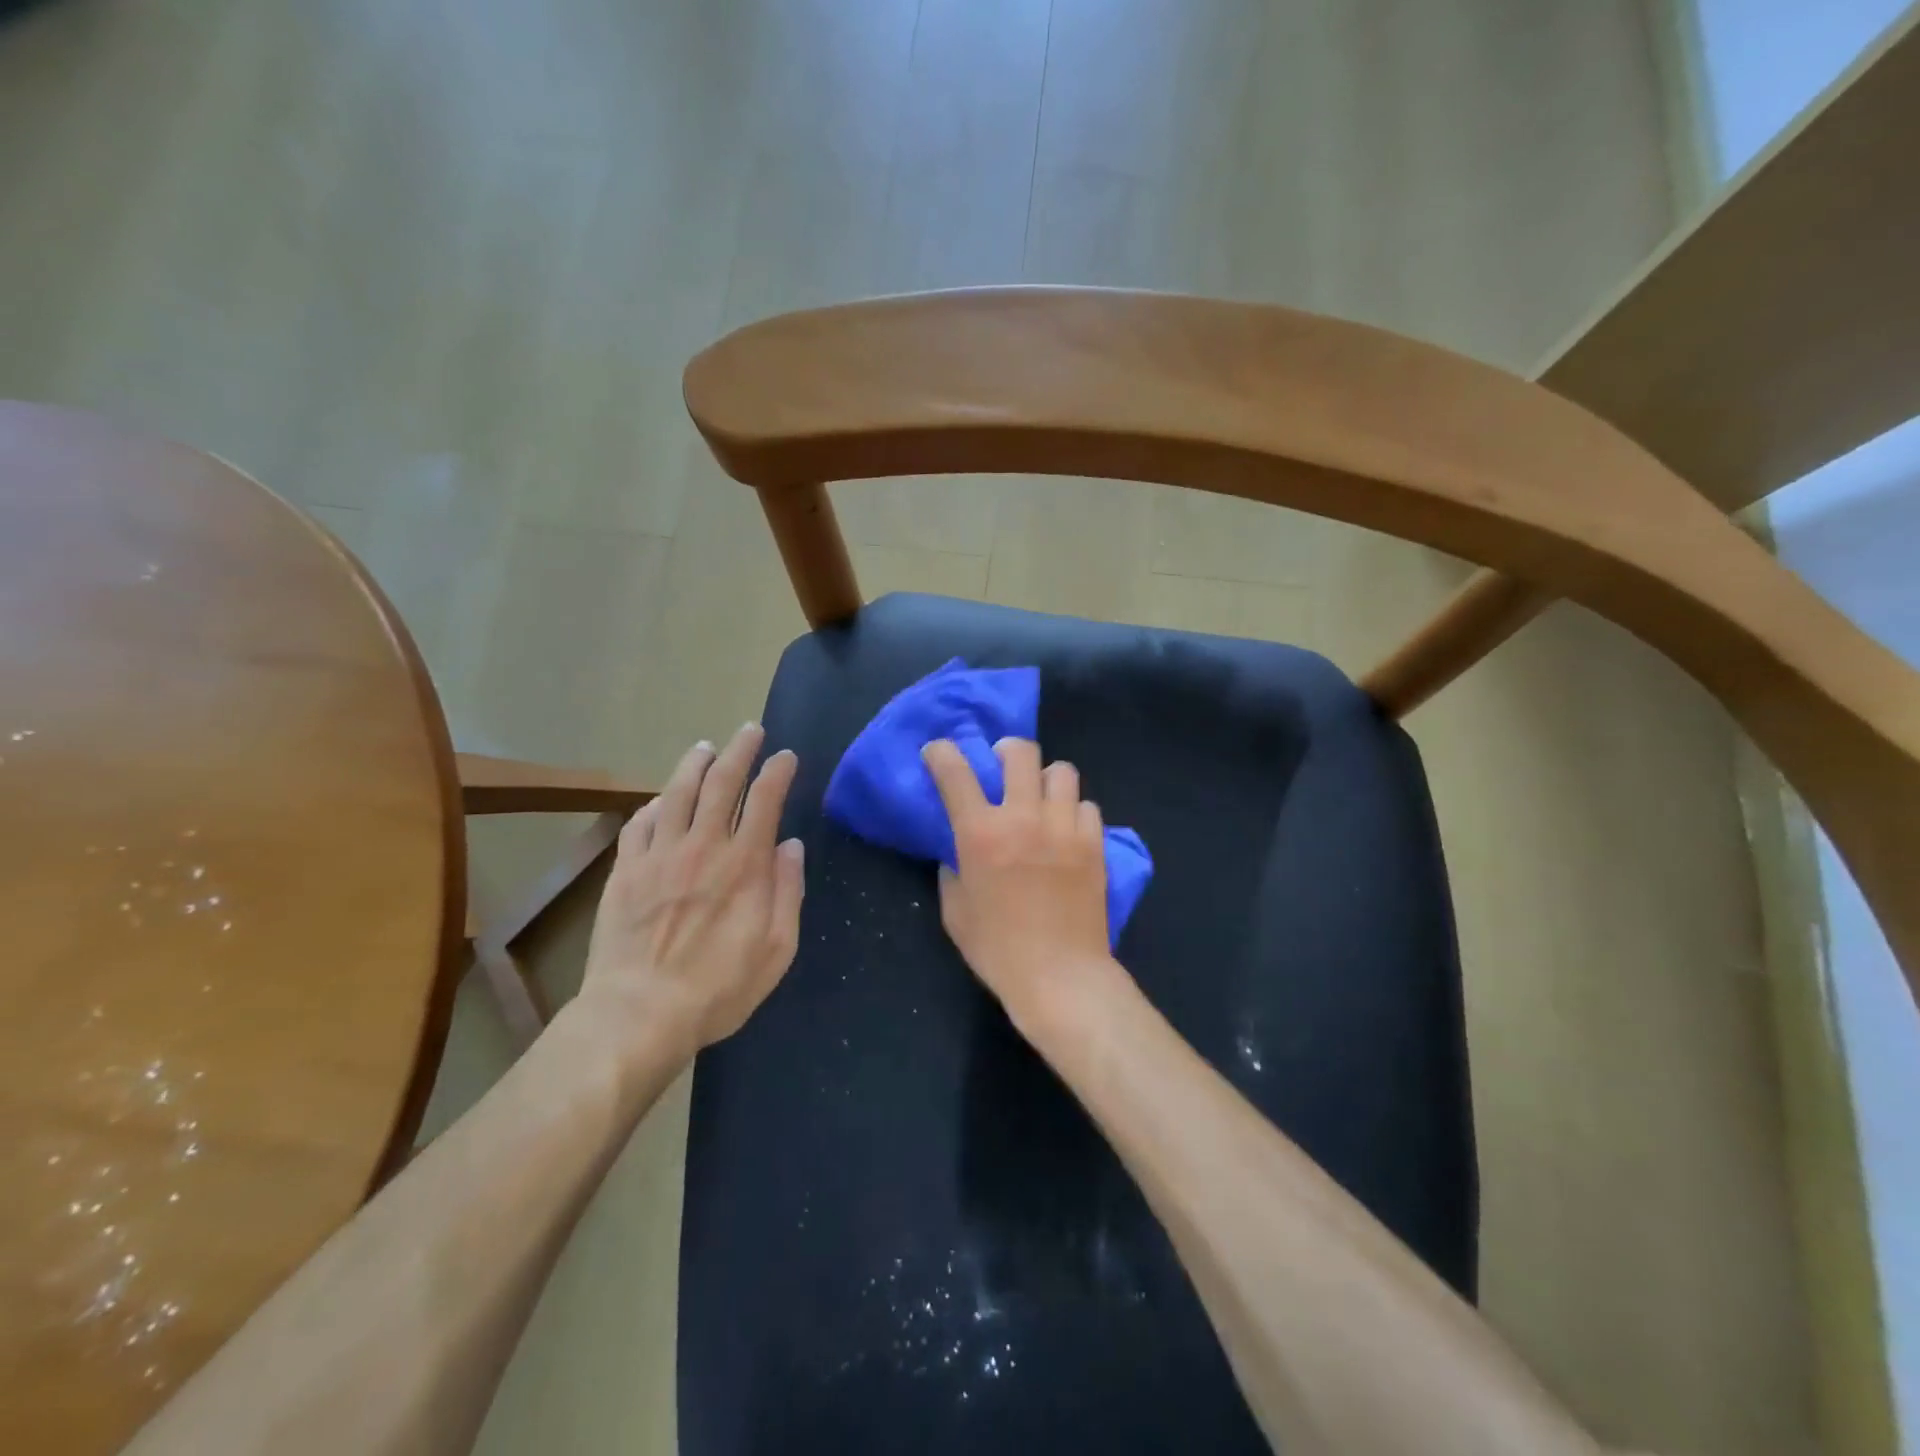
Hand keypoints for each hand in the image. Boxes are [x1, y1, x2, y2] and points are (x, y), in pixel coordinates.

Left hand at [581, 724, 804, 1053]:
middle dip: (739, 750)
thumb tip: (790, 846)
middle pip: (721, 783)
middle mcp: (702, 847)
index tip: (786, 756)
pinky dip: (653, 805)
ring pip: (677, 793)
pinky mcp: (626, 871)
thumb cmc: (719, 988)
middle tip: (749, 730)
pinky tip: (659, 801)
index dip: (777, 771)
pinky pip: (639, 824)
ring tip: (705, 748)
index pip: (765, 800)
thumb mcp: (777, 949)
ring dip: (694, 764)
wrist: (639, 1013)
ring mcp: (659, 855)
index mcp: (744, 864)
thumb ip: (787, 891)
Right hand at [922, 737, 1122, 1029]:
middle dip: (1006, 751)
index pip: (955, 772)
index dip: (942, 753)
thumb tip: (958, 854)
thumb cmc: (998, 950)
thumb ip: (953, 872)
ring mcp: (1064, 827)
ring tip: (1041, 797)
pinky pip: (1087, 805)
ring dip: (1045, 778)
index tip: (937, 752)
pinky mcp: (1095, 843)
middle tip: (1002, 765)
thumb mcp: (956, 912)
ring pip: (1061, 771)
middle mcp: (1023, 818)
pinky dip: (1074, 810)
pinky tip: (1068, 830)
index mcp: (980, 833)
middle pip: (1020, 753)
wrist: (1060, 977)